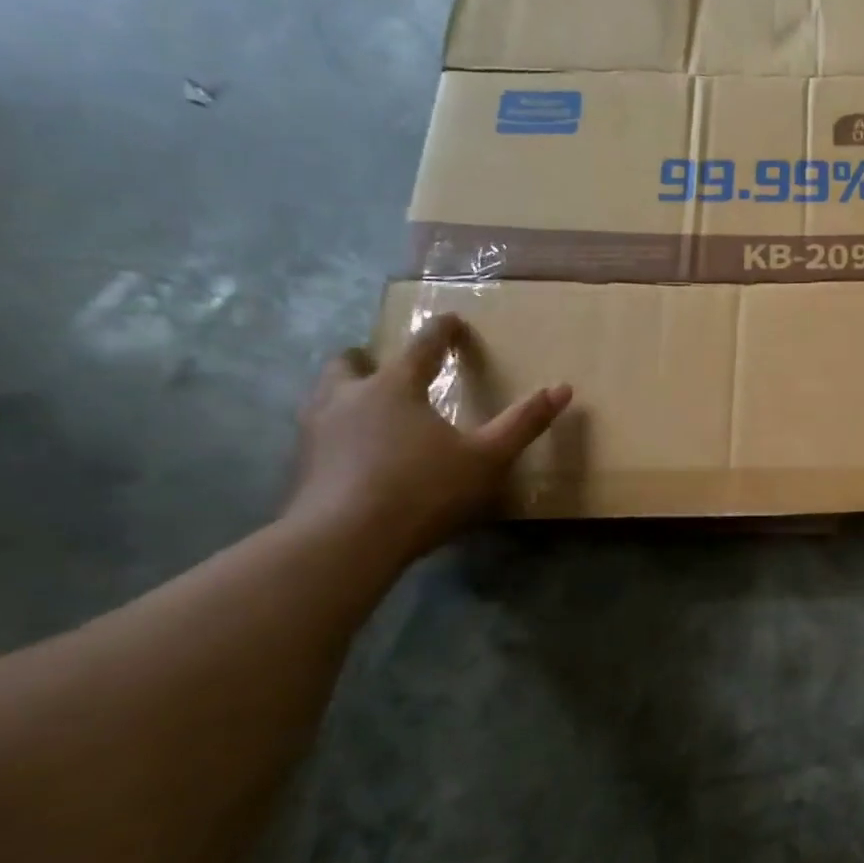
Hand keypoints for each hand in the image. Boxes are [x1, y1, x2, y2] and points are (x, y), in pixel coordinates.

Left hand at [286, 314, 571, 559]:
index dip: (441, 332)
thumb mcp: (487, 457)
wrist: (342, 542)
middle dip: (370, 358)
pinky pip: (318, 432)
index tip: (451, 320)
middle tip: (387, 365)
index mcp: (394, 388)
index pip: (421, 346)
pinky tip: (352, 451)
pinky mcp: (301, 466)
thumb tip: (562, 389)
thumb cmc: (423, 490)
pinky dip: (337, 430)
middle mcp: (348, 398)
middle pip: (350, 363)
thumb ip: (523, 423)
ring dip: (345, 391)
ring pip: (324, 395)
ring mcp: (316, 431)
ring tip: (367, 405)